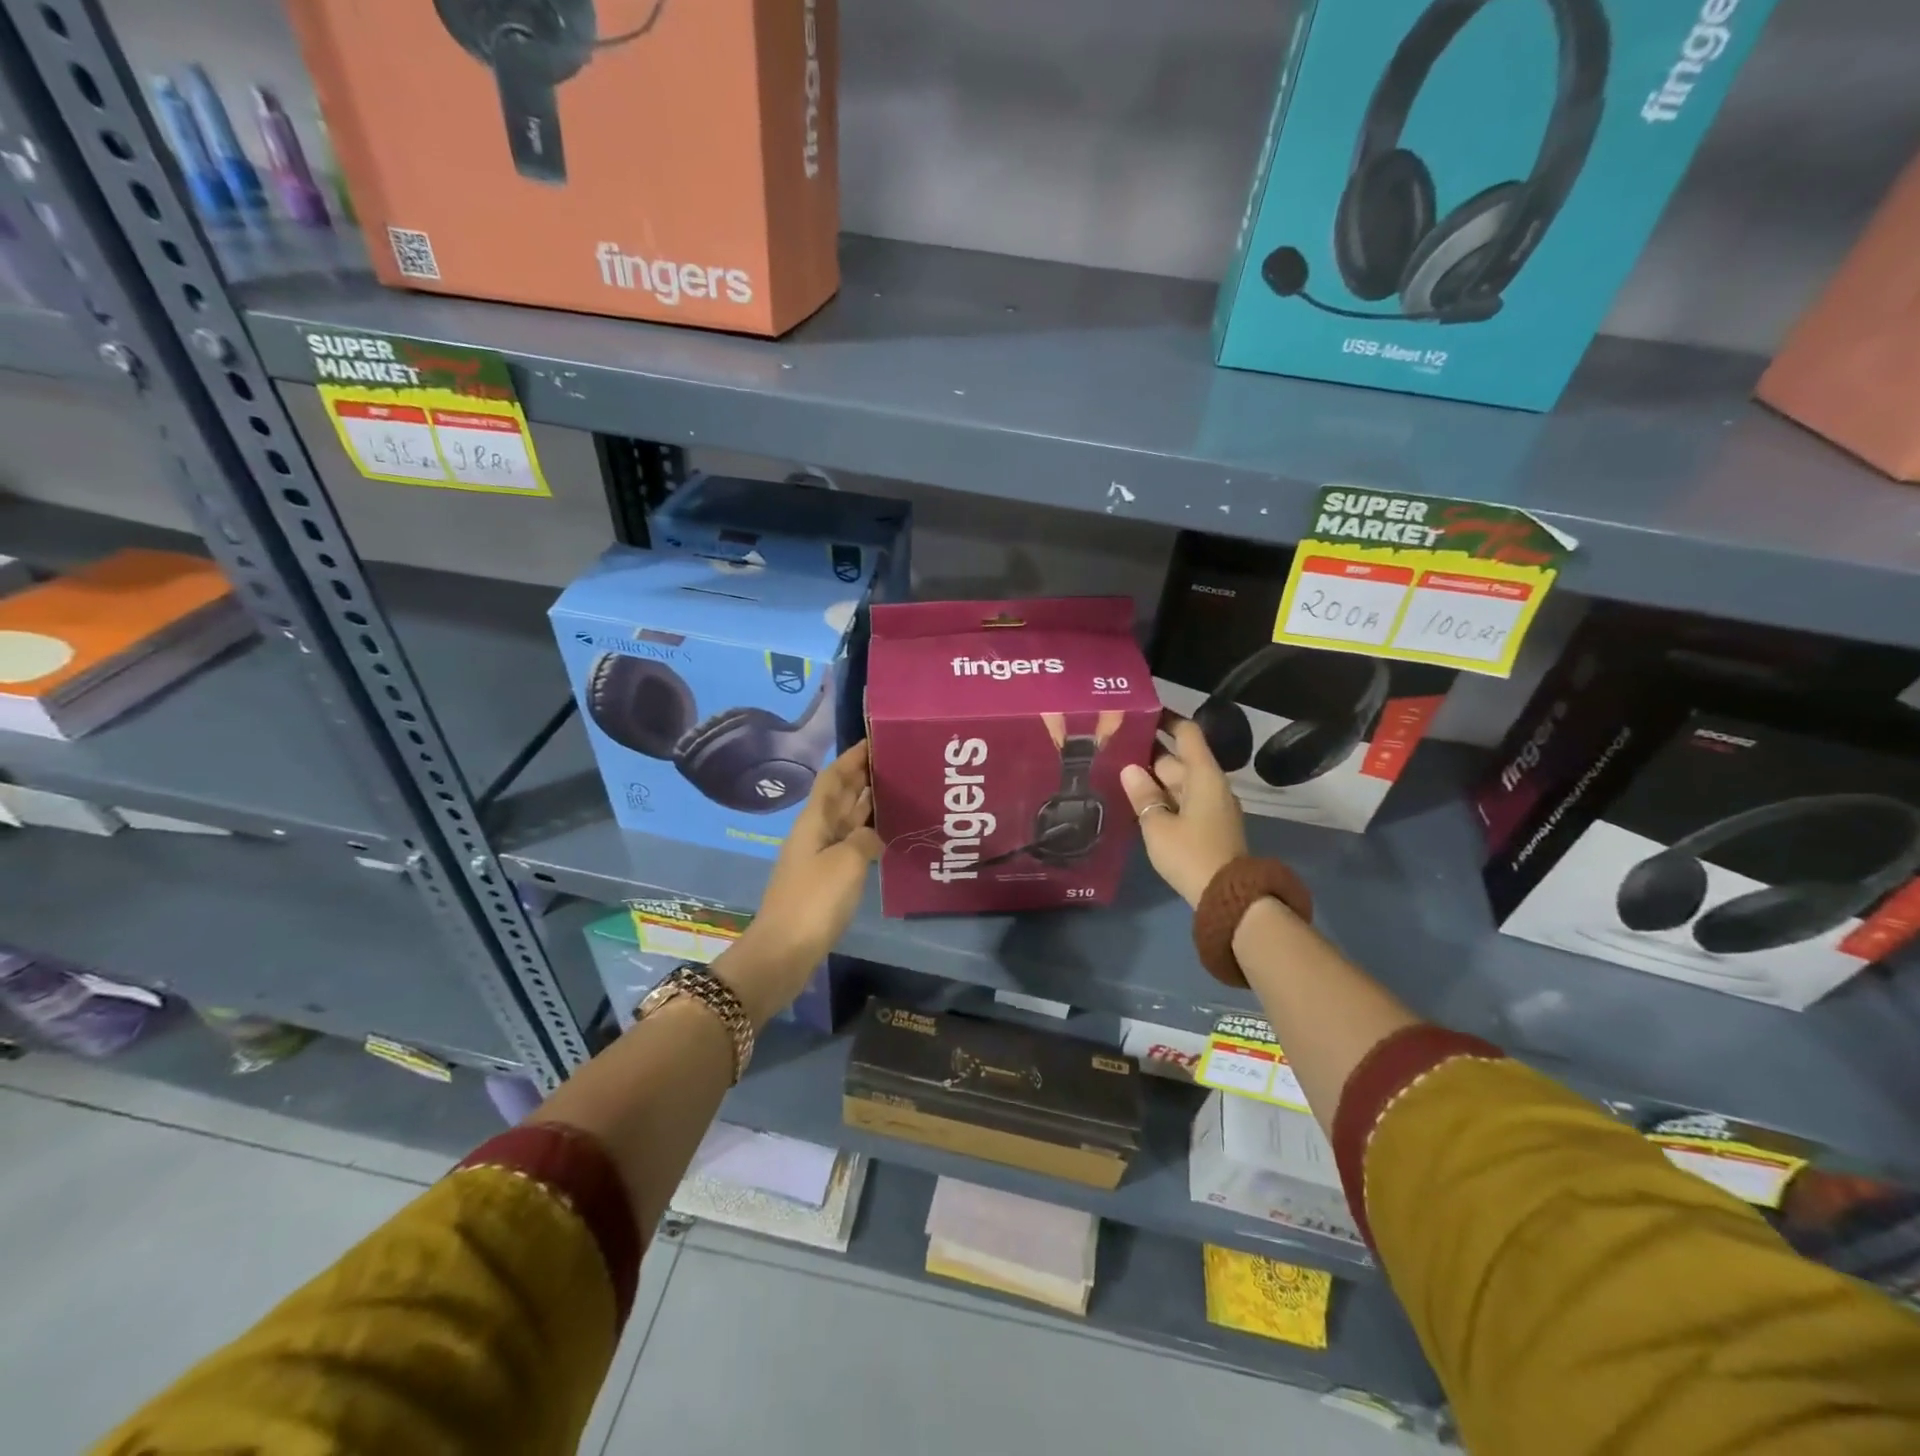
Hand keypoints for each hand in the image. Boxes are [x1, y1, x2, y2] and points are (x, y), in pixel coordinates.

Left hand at [720, 741, 881, 1023]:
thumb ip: (865, 838)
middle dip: (863, 776)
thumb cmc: (814, 900)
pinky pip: (850, 844)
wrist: (784, 951)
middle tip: (896, 762)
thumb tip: (874, 832)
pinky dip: (868, 833)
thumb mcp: (847, 862)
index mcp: (814, 821)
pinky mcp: (825, 880)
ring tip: (898, 790)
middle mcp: (815, 833)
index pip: (833, 778)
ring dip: (867, 803)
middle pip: (840, 796)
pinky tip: (888, 834)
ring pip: (846, 819)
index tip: (875, 740)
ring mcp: (819, 857)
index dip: (851, 757)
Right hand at [1121, 718, 1247, 907]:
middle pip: (1178, 759)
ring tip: (1116, 771)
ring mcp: (1211, 806)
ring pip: (1177, 782)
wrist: (1227, 896)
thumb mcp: (1158, 825)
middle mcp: (1210, 784)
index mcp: (1203, 775)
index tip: (1142, 711)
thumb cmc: (1191, 854)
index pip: (1187, 734)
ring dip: (1152, 778)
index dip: (1167, 719)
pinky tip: (1136, 800)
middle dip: (1148, 752)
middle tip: (1112, 747)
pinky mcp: (1207, 825)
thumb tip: (1129, 769)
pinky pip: (1181, 801)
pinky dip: (1161, 797)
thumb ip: (1143, 795)